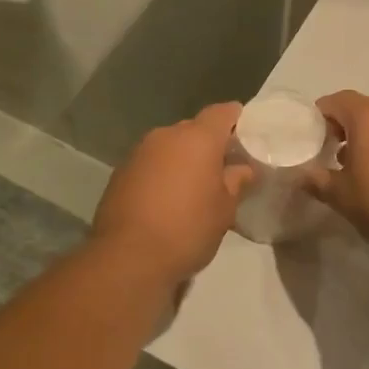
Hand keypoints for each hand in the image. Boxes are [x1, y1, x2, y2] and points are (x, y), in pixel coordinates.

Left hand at [92, 103, 255, 284]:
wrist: (128, 256)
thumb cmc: (187, 229)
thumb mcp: (224, 210)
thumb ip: (235, 182)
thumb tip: (242, 169)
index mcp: (197, 138)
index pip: (222, 112)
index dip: (237, 119)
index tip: (247, 135)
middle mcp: (166, 135)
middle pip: (194, 128)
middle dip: (208, 144)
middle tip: (223, 168)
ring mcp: (139, 152)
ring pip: (169, 146)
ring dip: (182, 159)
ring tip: (194, 187)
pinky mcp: (120, 172)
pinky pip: (150, 163)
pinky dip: (162, 173)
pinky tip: (167, 199)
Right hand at [307, 91, 368, 254]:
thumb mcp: (342, 197)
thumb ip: (318, 181)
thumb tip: (303, 175)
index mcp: (368, 118)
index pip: (338, 100)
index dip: (321, 114)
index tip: (312, 135)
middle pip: (363, 108)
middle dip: (345, 126)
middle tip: (332, 151)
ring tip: (361, 166)